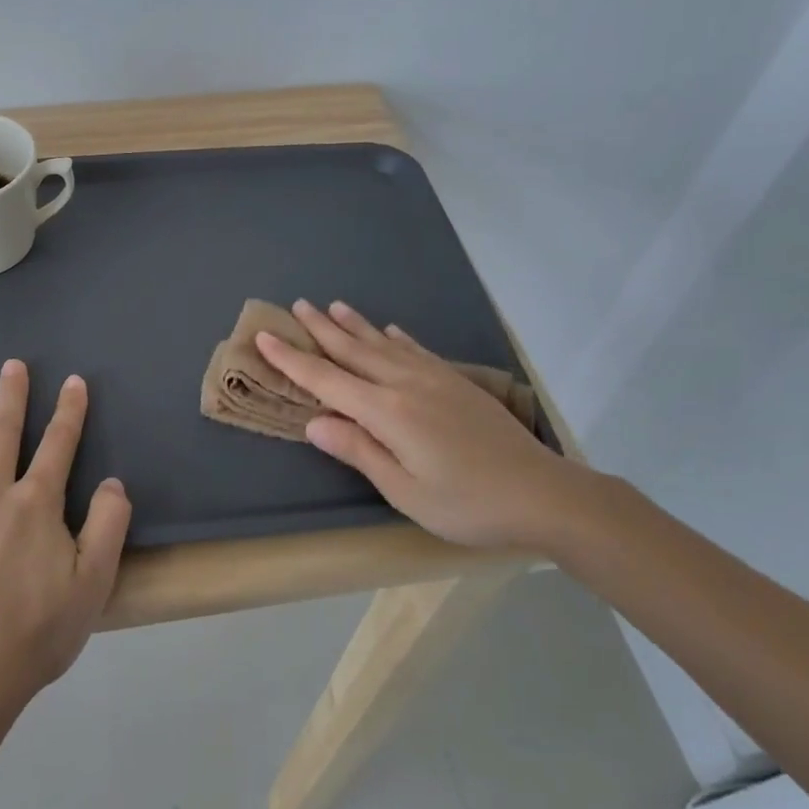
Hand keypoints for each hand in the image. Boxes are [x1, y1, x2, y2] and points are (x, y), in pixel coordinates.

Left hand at [0, 361, 131, 719]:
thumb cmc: (35, 634)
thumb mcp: (93, 584)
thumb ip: (108, 526)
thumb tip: (112, 482)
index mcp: (36, 504)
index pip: (58, 444)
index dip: (69, 411)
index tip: (73, 381)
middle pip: (2, 433)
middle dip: (11, 396)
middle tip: (11, 364)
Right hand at [255, 300, 592, 548]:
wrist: (542, 492)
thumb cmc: (468, 503)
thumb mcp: (406, 492)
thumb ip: (359, 452)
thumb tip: (313, 423)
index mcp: (388, 412)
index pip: (327, 381)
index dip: (293, 360)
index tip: (265, 336)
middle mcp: (406, 384)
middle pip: (353, 351)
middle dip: (320, 329)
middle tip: (296, 305)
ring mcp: (434, 378)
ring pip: (382, 344)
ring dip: (354, 325)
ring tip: (332, 305)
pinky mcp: (456, 382)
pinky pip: (415, 350)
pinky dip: (396, 338)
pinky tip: (388, 330)